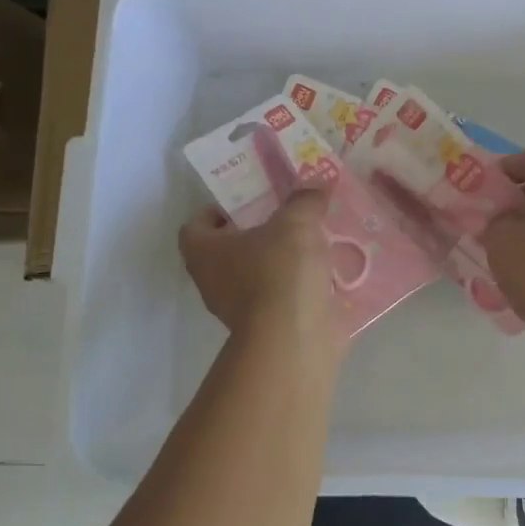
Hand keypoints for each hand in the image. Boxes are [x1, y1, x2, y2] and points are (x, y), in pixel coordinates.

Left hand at [179, 188, 345, 361]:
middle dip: (259, 232)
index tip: (248, 201)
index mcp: (205, 252)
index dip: (217, 211)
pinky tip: (328, 272)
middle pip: (230, 250)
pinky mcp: (271, 328)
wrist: (295, 340)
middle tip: (289, 215)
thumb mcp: (296, 222)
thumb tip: (316, 185)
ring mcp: (241, 310)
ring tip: (315, 241)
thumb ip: (305, 200)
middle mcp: (214, 282)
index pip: (195, 226)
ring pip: (260, 275)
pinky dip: (301, 287)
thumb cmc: (280, 272)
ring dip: (283, 261)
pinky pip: (284, 298)